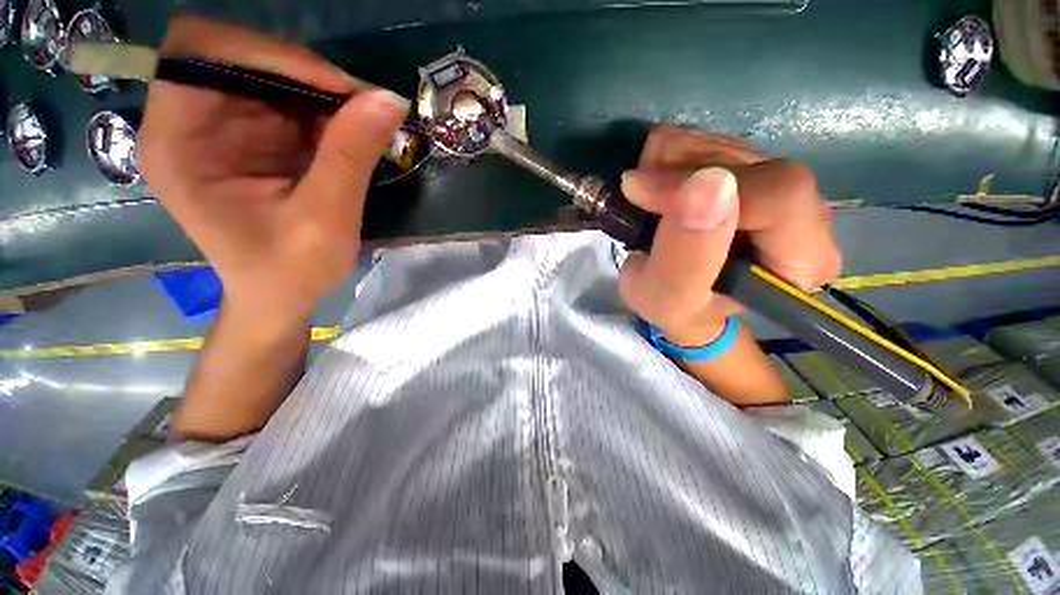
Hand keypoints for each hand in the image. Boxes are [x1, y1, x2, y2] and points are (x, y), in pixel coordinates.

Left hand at [139, 16, 407, 320]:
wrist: (280, 295)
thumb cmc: (290, 271)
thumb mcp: (325, 221)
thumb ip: (350, 158)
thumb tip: (389, 99)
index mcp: (177, 144)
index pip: (199, 53)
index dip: (266, 55)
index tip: (335, 90)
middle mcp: (187, 123)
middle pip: (233, 53)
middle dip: (300, 71)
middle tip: (358, 106)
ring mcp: (219, 126)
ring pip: (266, 71)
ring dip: (317, 91)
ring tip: (360, 124)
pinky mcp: (249, 135)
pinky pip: (285, 97)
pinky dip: (322, 108)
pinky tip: (348, 135)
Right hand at [619, 126, 841, 345]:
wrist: (676, 297)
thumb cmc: (676, 309)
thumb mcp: (669, 299)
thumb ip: (686, 258)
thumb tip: (707, 183)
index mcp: (801, 258)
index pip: (778, 194)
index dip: (706, 184)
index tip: (642, 194)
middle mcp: (802, 213)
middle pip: (747, 161)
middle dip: (677, 172)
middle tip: (636, 196)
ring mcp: (773, 183)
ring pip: (722, 143)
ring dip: (666, 162)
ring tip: (642, 197)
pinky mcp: (746, 168)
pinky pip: (706, 139)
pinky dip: (667, 155)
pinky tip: (653, 183)